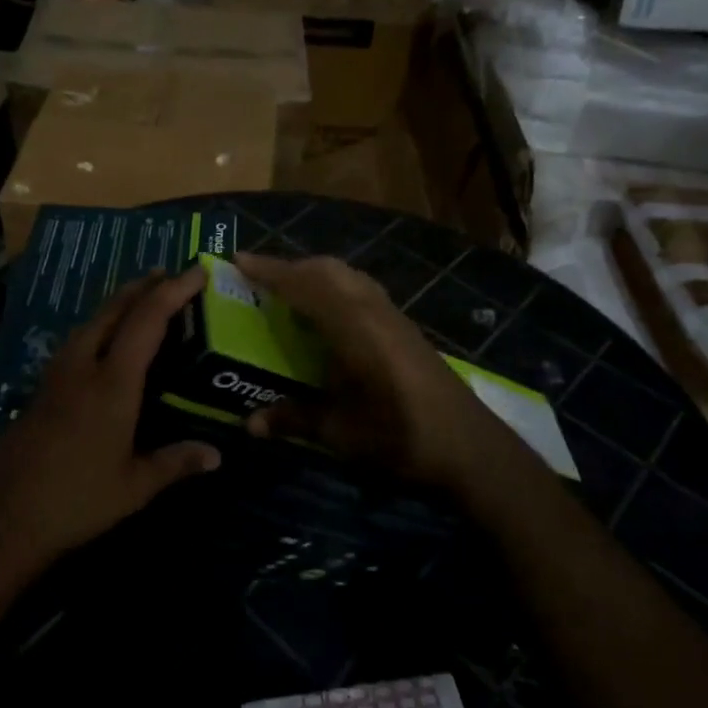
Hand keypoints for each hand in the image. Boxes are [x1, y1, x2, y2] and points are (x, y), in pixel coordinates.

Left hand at [0, 266, 220, 569]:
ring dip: (119, 303)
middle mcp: (82, 366)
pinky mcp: (42, 389)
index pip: (147, 321)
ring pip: (91, 322)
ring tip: (142, 299)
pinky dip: (101, 325)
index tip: (196, 271)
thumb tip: (217, 455)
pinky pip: (77, 340)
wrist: (2, 519)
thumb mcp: (134, 486)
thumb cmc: (76, 501)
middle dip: (143, 286)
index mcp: (111, 383)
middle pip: (114, 310)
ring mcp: (56, 375)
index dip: (173, 291)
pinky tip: (105, 341)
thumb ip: (176, 463)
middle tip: (170, 274)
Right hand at [233, 253, 533, 491]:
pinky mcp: (405, 327)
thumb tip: (249, 425)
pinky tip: (327, 316)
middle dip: (290, 267)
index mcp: (353, 327)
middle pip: (327, 270)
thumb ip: (294, 420)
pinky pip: (361, 290)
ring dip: (314, 274)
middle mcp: (372, 310)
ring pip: (347, 277)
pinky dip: (334, 288)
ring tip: (288, 291)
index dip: (269, 271)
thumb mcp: (341, 433)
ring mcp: (393, 316)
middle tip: (257, 278)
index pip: (304, 285)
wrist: (470, 447)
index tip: (237, 260)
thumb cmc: (401, 437)